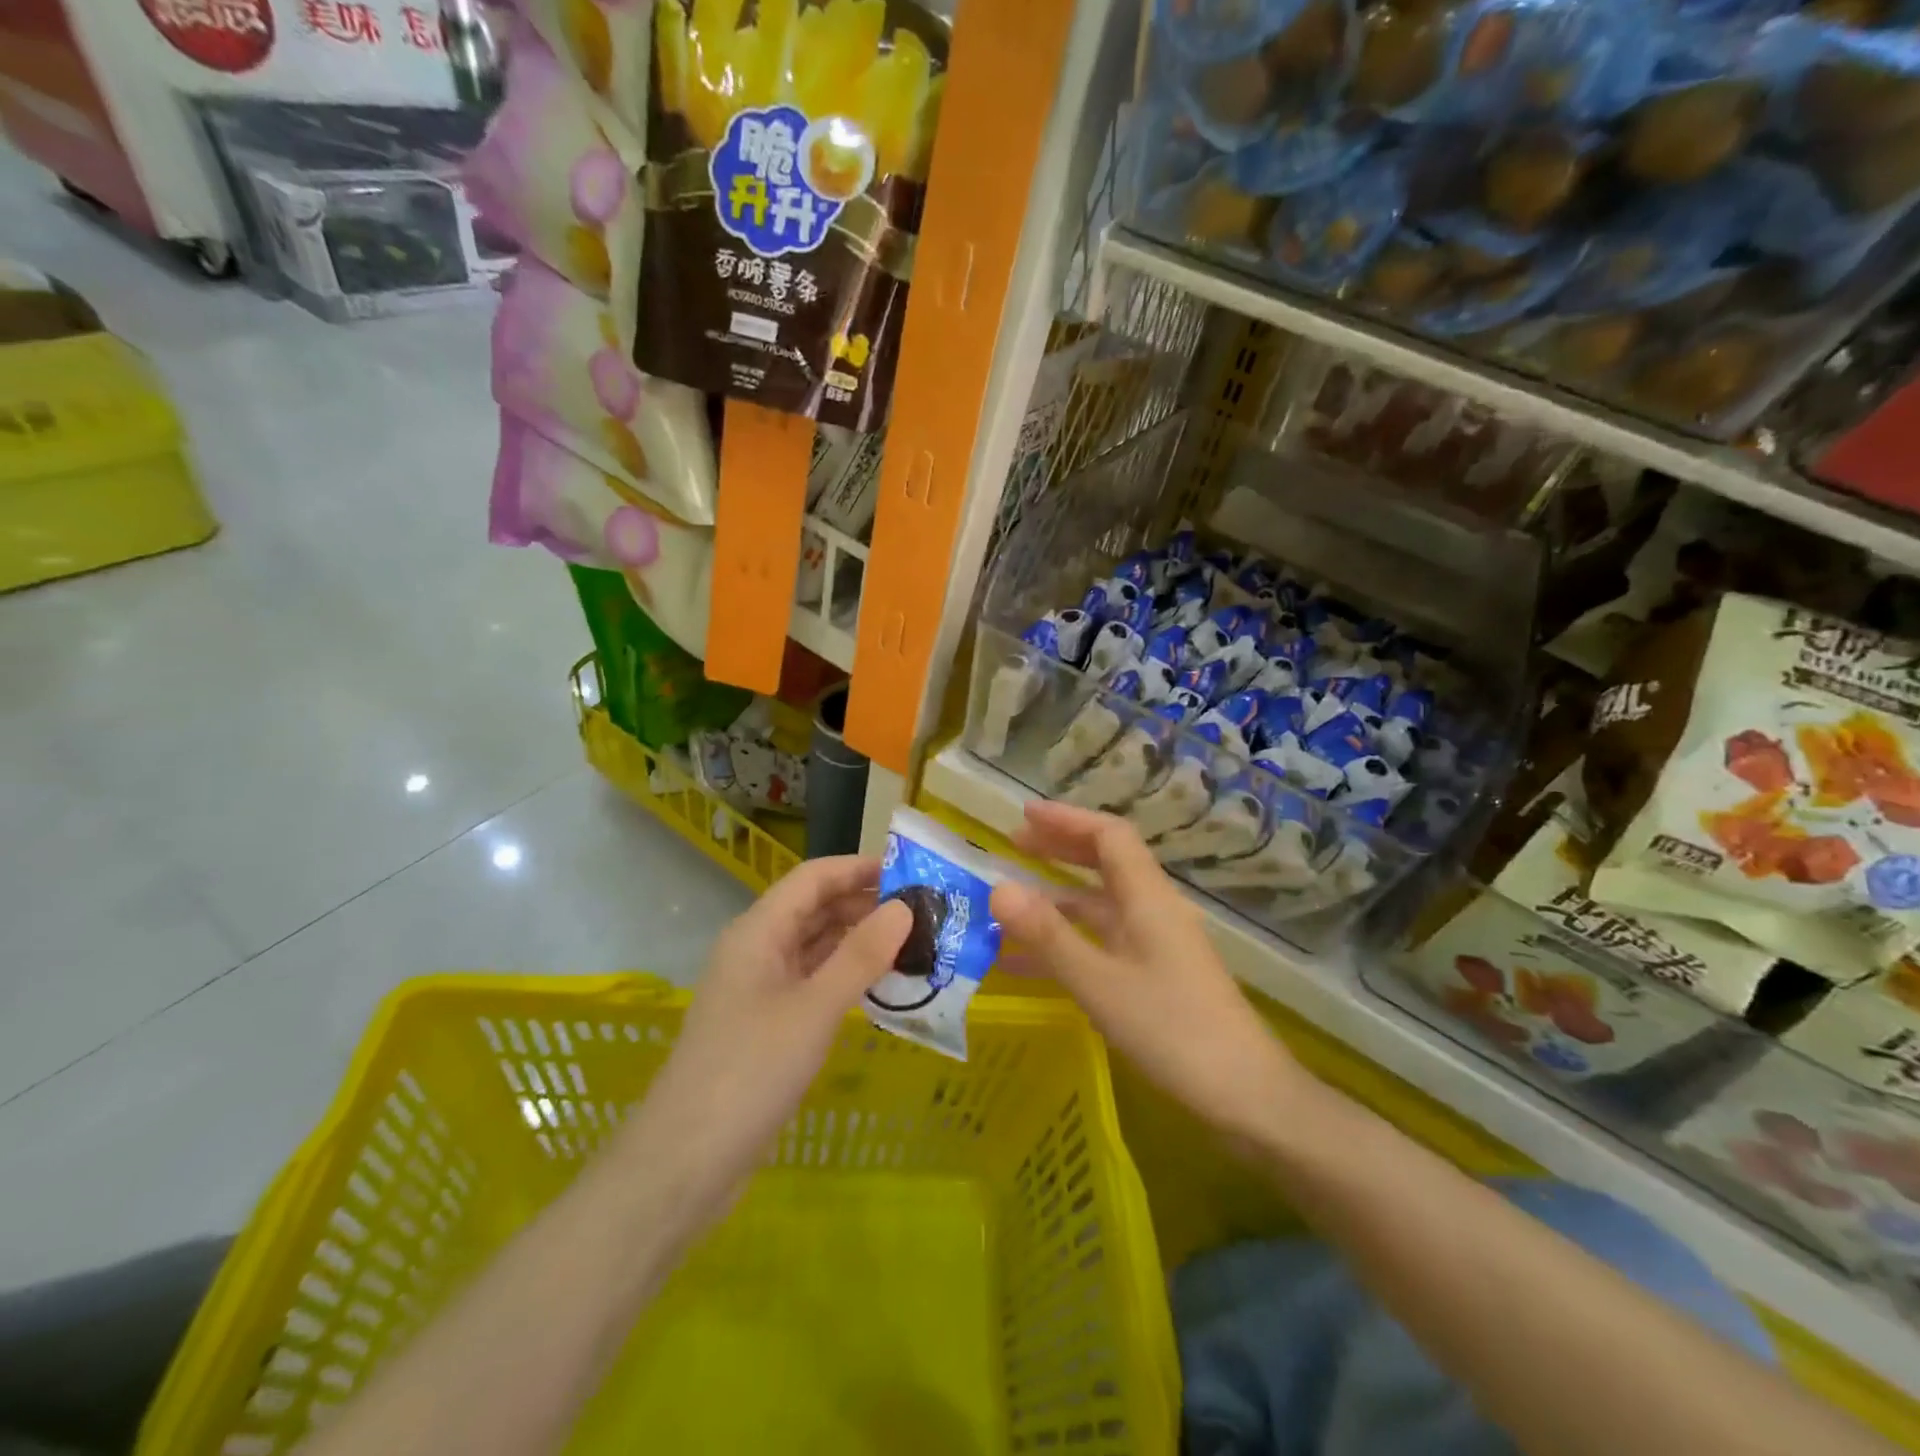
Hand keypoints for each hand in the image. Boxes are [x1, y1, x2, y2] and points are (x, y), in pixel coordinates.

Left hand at [625, 857, 911, 1219]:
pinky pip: (813, 982)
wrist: (686, 1163)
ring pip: (816, 946)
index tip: (911, 871)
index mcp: (758, 932)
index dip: (859, 868)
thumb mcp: (814, 1009)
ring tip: (914, 941)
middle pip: (815, 908)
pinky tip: (882, 984)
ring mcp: (761, 988)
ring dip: (859, 940)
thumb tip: (904, 906)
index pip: (813, 878)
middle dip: (865, 903)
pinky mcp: (768, 1024)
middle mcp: (758, 950)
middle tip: (924, 910)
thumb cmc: (750, 1072)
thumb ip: (860, 956)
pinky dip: (846, 976)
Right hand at [989, 801, 1302, 1142]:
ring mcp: (1157, 944)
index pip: (1108, 836)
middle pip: (1106, 862)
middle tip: (1014, 846)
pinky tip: (1029, 966)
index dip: (1066, 819)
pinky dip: (1069, 943)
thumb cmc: (1173, 1031)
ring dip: (1058, 899)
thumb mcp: (1100, 984)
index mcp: (1148, 898)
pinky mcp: (1157, 975)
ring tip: (1010, 905)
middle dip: (1060, 849)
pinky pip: (1104, 943)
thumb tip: (998, 887)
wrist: (1247, 1096)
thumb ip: (1048, 936)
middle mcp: (1154, 910)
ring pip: (1101, 905)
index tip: (1023, 814)